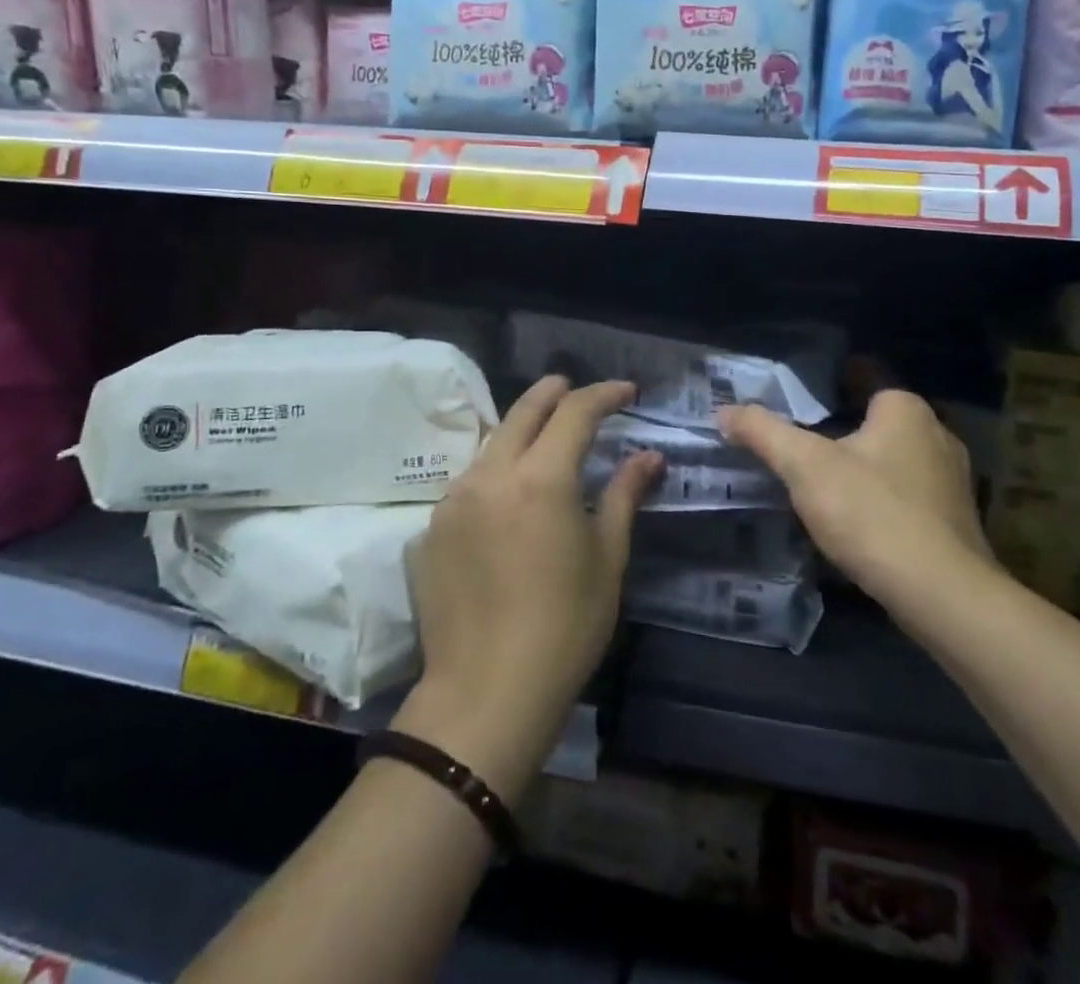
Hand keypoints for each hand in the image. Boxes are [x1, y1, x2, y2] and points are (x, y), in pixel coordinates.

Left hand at [397, 376, 659, 800]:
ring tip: (542, 435)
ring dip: (520, 431)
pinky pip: (469, 482)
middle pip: (523, 412)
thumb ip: (624, 495)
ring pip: (491, 444)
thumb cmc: (564, 626)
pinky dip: (495, 471)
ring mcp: (453, 499)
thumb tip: (648, 456)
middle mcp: (491, 474)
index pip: (575, 412)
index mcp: (541, 477)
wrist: (485, 693)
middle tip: (572, 386)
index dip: (603, 395)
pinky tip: (508, 493)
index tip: (626, 392)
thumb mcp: (607, 558)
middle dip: (553, 392)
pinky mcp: (430, 529)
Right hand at [719, 390, 995, 626]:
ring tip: (823, 481)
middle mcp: (937, 433)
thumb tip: (724, 411)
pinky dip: (882, 498)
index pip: (864, 375)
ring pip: (895, 458)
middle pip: (878, 419)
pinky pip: (908, 493)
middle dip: (843, 425)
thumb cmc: (872, 513)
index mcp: (905, 408)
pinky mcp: (955, 519)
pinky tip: (859, 519)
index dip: (830, 379)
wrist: (941, 595)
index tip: (798, 393)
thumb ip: (764, 432)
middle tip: (801, 440)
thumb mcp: (805, 467)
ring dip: (864, 464)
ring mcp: (953, 478)